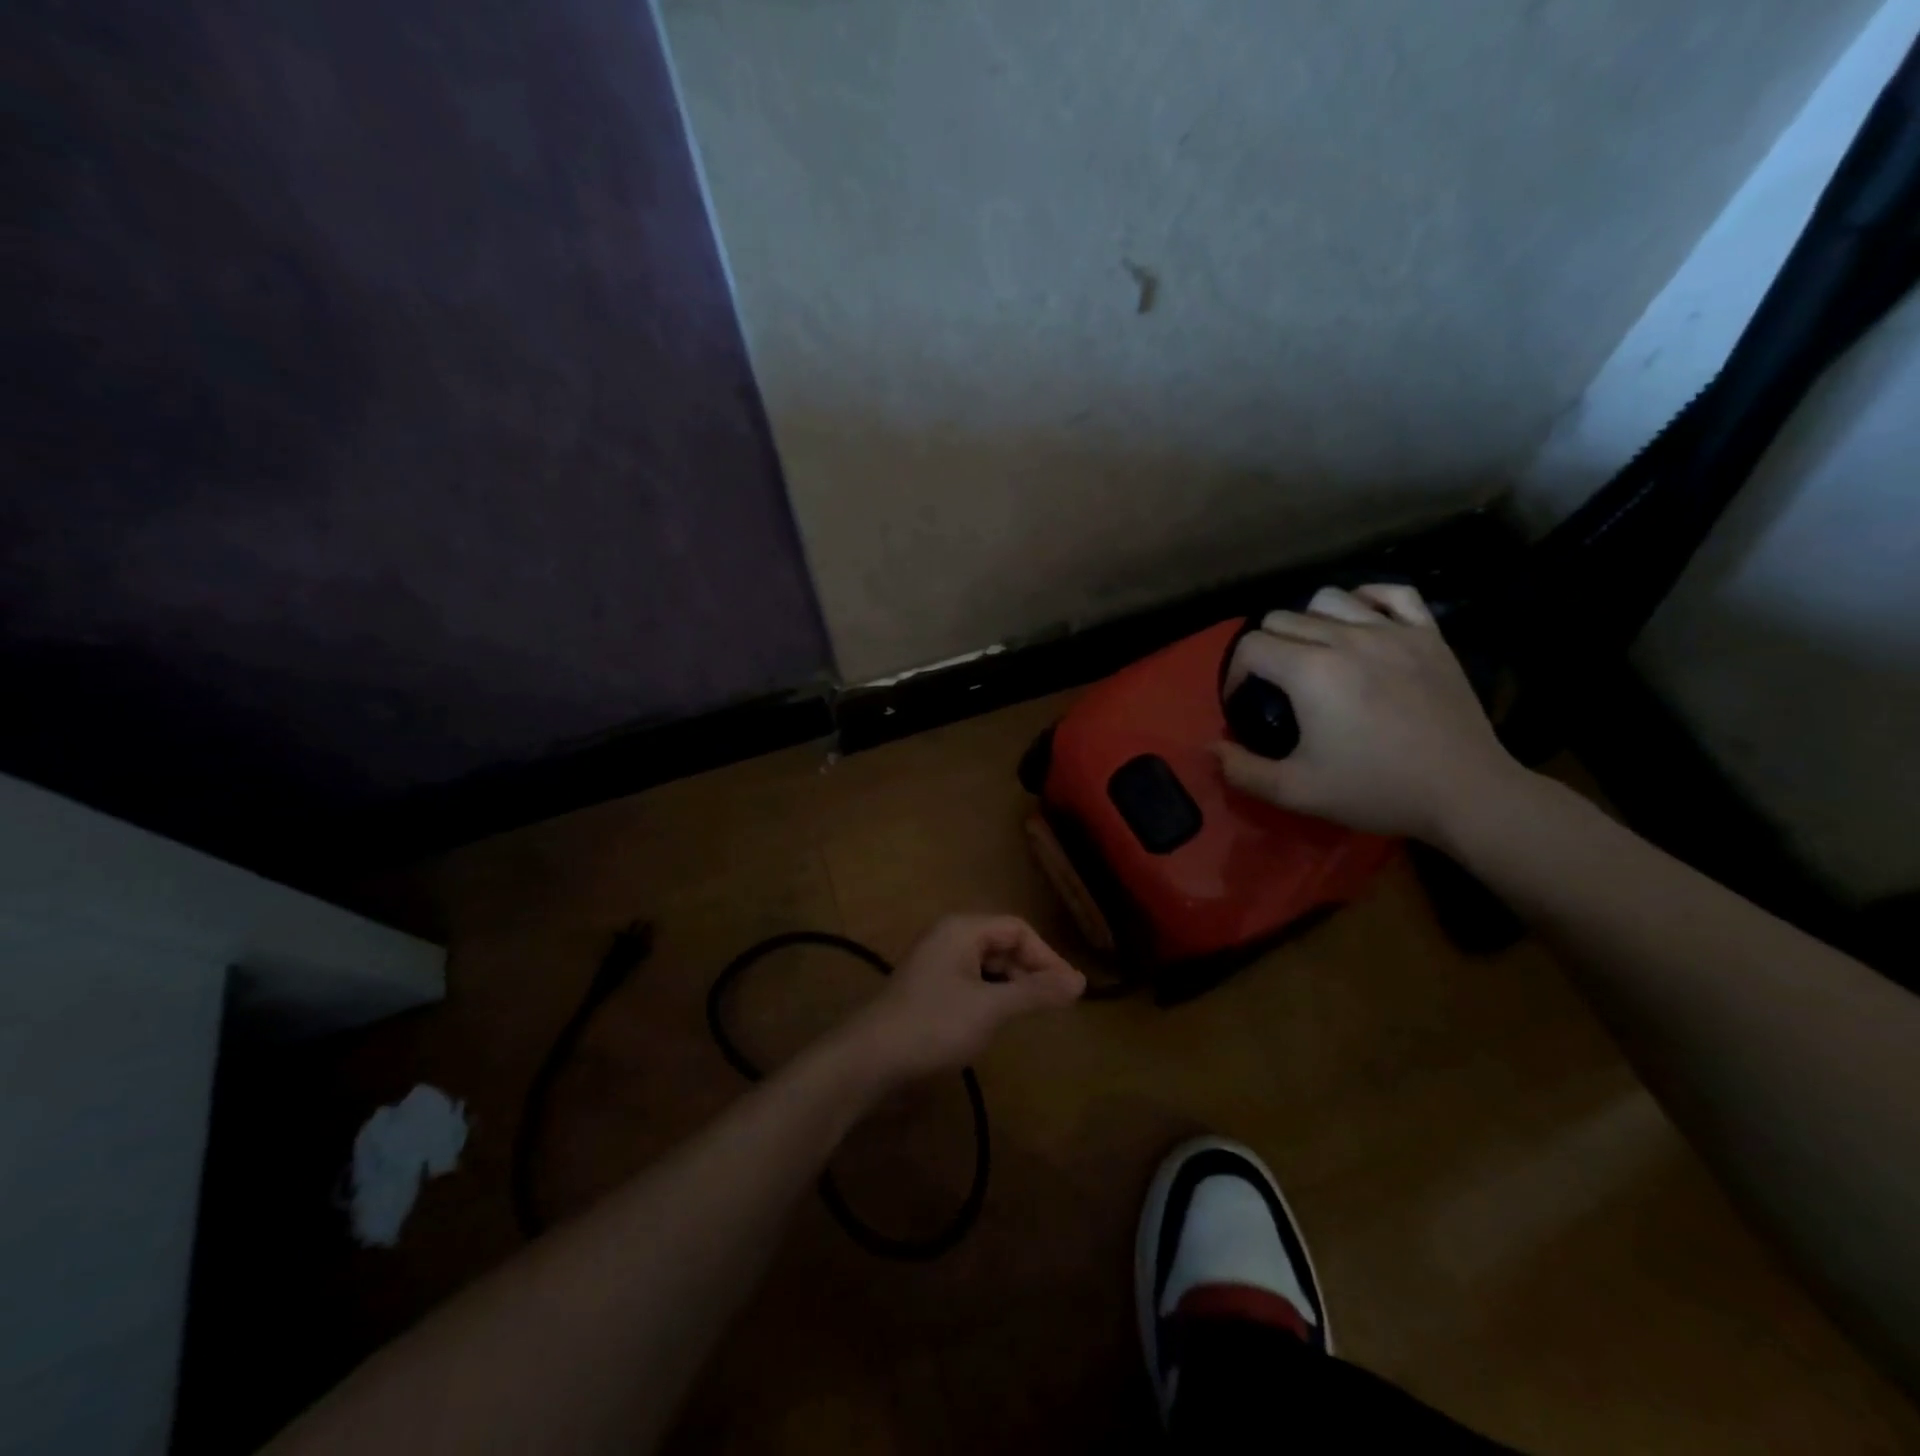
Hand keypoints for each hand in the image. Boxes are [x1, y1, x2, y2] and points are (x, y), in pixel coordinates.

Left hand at [842, 916, 1084, 1081]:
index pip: (1018, 929)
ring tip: (1033, 1013)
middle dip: (1031, 971)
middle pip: (1003, 944)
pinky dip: (992, 996)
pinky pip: (971, 982)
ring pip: (988, 965)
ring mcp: (936, 963)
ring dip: (1013, 985)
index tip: (1070, 990)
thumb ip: (1036, 992)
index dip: (1047, 956)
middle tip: (1058, 1004)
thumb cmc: (934, 1025)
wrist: (870, 1059)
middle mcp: (949, 938)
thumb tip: (1081, 982)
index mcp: (962, 929)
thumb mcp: (991, 1008)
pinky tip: (999, 1020)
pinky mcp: (929, 989)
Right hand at [1215, 584, 1526, 841]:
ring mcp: (1392, 631)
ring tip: (1313, 653)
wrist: (1464, 793)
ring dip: (1308, 622)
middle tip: (1274, 685)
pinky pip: (1391, 593)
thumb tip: (1211, 748)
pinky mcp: (1429, 634)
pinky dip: (1367, 600)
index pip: (1250, 646)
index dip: (1234, 674)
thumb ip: (1242, 770)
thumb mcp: (1297, 791)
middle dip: (1265, 649)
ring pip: (1328, 598)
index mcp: (1310, 671)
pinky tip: (1360, 623)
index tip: (1243, 702)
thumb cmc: (1376, 790)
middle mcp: (1346, 638)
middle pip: (1282, 618)